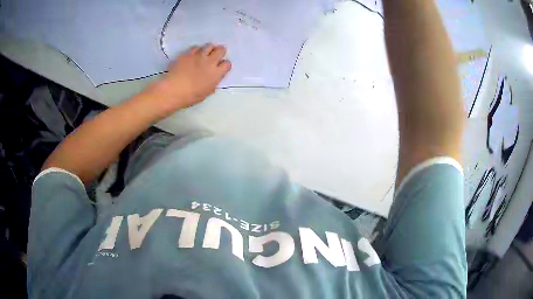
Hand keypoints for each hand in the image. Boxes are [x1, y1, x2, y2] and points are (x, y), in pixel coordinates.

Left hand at [155, 44, 231, 111]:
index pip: (227, 64)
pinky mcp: (187, 54)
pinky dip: (196, 50)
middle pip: (221, 50)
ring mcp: (198, 56)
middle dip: (220, 52)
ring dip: (209, 49)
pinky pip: (195, 47)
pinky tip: (193, 55)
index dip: (225, 65)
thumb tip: (214, 77)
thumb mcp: (207, 92)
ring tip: (205, 54)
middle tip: (215, 56)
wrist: (173, 90)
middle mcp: (210, 61)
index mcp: (216, 73)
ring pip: (209, 45)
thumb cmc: (191, 95)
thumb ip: (213, 82)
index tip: (221, 68)